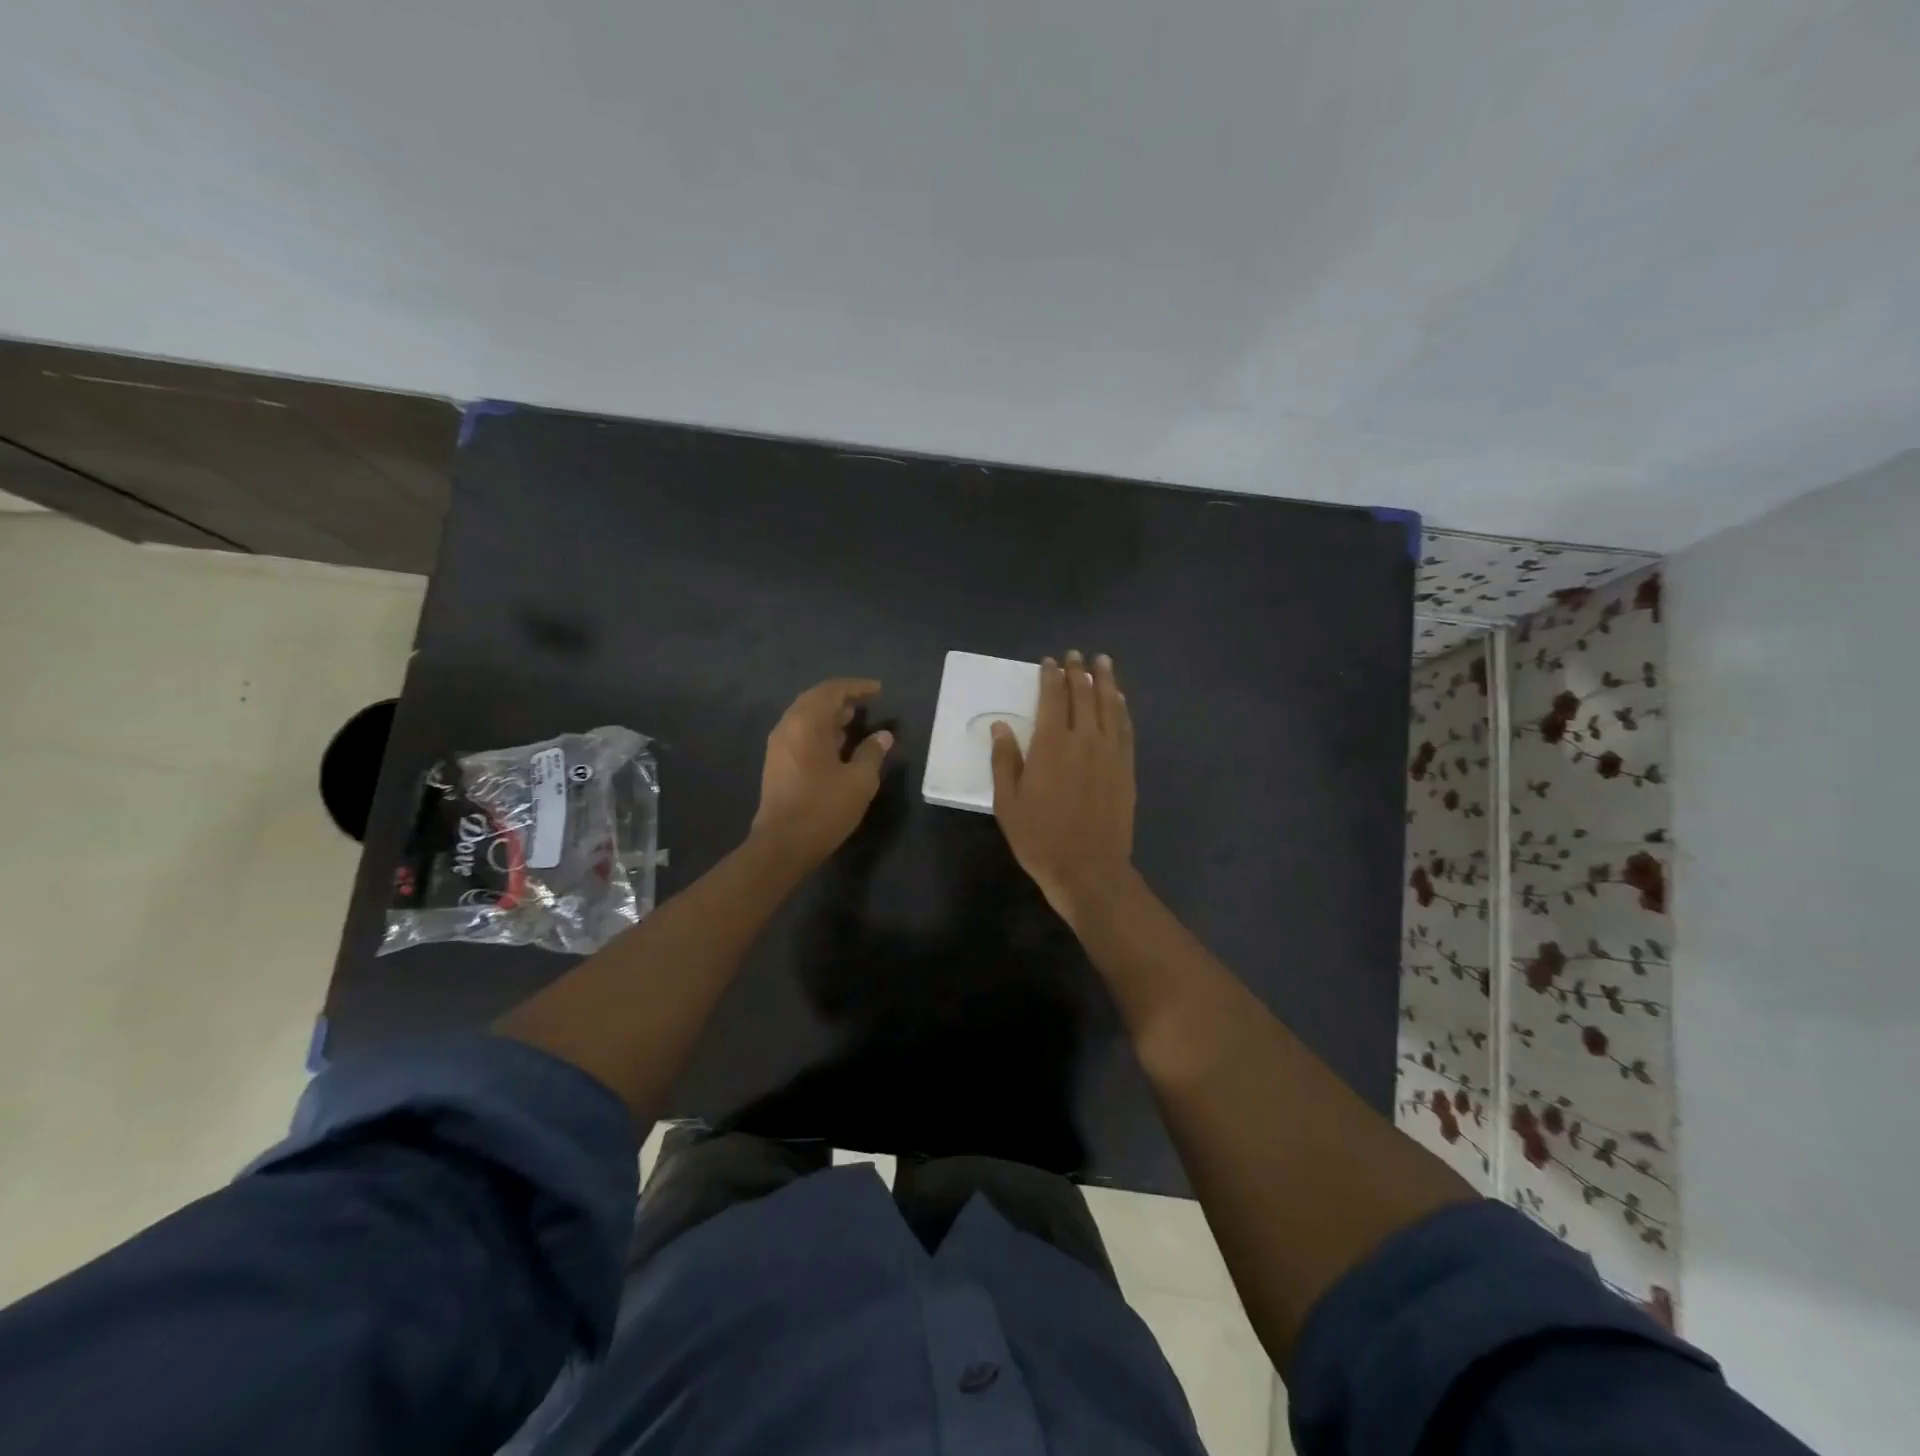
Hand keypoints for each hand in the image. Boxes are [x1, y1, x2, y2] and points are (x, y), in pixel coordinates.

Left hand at [751, 678, 893, 867]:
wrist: (782, 845)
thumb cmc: (824, 808)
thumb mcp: (859, 781)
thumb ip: (872, 753)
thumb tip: (883, 736)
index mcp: (806, 723)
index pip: (831, 690)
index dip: (857, 687)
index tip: (878, 690)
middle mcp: (787, 727)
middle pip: (814, 700)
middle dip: (841, 698)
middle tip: (866, 703)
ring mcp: (778, 746)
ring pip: (805, 717)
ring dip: (829, 715)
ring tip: (854, 721)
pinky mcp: (776, 763)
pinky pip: (800, 734)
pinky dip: (820, 731)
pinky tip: (837, 745)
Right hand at [990, 651, 1135, 921]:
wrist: (1089, 869)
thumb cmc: (1040, 838)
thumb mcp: (1008, 802)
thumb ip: (1004, 760)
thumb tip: (1000, 725)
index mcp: (1051, 745)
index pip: (1053, 698)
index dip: (1050, 677)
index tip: (1049, 662)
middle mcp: (1084, 740)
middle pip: (1084, 695)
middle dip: (1078, 672)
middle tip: (1075, 655)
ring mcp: (1110, 753)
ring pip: (1110, 706)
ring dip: (1106, 681)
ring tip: (1102, 662)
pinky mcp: (1126, 768)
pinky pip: (1126, 728)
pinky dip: (1122, 708)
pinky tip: (1120, 699)